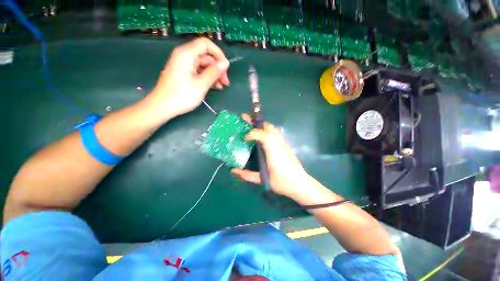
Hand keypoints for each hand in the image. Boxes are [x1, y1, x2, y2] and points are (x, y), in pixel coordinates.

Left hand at [149, 38, 229, 118]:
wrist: (162, 107)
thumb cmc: (182, 96)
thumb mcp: (201, 84)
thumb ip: (214, 72)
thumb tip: (225, 63)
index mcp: (186, 54)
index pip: (206, 44)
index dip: (218, 54)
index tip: (226, 68)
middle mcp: (185, 56)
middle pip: (206, 56)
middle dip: (218, 68)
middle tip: (226, 82)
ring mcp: (184, 65)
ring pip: (204, 65)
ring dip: (214, 74)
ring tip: (222, 86)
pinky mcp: (184, 74)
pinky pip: (199, 72)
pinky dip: (208, 78)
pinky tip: (215, 87)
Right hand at [231, 114, 310, 199]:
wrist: (299, 184)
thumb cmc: (281, 182)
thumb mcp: (263, 180)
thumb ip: (247, 175)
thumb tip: (233, 171)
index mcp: (273, 151)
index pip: (263, 135)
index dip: (252, 133)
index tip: (244, 137)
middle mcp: (279, 144)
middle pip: (268, 127)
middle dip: (256, 122)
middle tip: (245, 118)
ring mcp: (284, 143)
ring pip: (273, 128)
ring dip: (262, 125)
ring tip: (252, 125)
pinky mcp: (286, 145)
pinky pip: (276, 133)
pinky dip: (268, 130)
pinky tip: (263, 134)